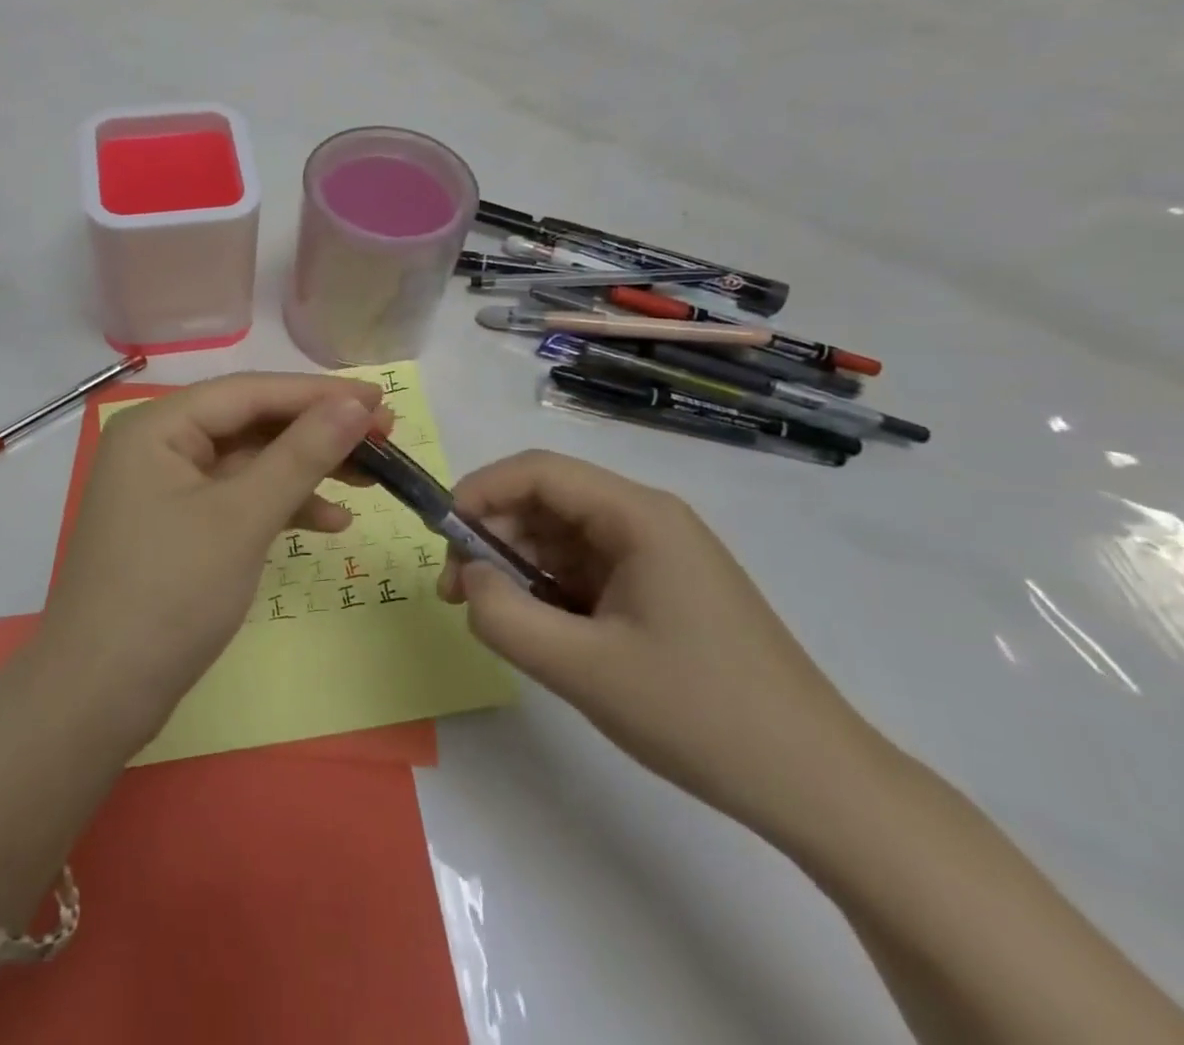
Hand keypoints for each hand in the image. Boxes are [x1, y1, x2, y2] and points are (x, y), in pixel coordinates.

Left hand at [39, 372, 388, 740]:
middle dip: (316, 432)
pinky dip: (280, 506)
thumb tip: (355, 405)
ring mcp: (166, 488)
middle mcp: (158, 445)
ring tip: (370, 482)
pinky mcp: (178, 526)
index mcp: (159, 426)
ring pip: (248, 462)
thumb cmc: (169, 594)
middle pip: (250, 423)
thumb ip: (301, 455)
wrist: (99, 695)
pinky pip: (237, 499)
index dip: (318, 393)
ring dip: (305, 471)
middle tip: (384, 439)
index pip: (250, 392)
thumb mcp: (242, 518)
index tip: (380, 400)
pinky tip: (331, 523)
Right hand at [439, 450, 882, 835]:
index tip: (440, 539)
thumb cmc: (700, 716)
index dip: (478, 492)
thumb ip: (503, 617)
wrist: (820, 788)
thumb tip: (467, 580)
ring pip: (561, 536)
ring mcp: (657, 556)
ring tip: (495, 617)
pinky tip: (539, 631)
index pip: (537, 471)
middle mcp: (648, 520)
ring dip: (517, 565)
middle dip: (492, 536)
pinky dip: (548, 589)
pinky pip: (585, 569)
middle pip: (546, 500)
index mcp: (638, 516)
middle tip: (458, 593)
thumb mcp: (582, 669)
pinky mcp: (661, 590)